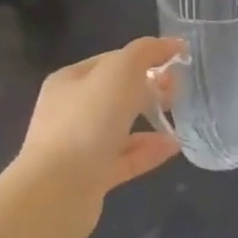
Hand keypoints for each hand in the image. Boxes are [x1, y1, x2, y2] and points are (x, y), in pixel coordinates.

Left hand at [16, 36, 182, 234]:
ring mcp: (78, 146)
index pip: (112, 60)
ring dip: (151, 120)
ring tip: (180, 117)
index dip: (145, 57)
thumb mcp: (119, 72)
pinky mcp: (90, 178)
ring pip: (121, 127)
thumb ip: (145, 52)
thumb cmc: (87, 121)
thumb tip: (171, 44)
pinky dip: (149, 151)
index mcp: (70, 80)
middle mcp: (70, 111)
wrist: (56, 193)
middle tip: (178, 90)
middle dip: (149, 88)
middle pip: (117, 93)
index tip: (175, 62)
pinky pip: (125, 158)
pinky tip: (175, 146)